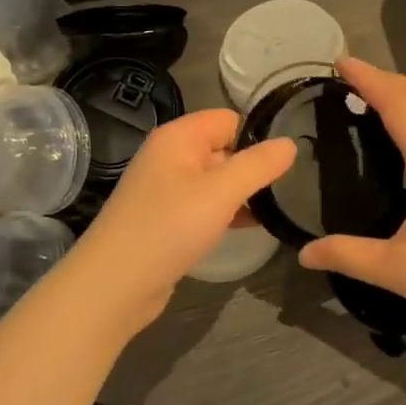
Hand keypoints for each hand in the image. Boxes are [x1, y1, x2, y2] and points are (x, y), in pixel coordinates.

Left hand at [61, 109, 295, 331]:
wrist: (115, 285)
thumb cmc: (168, 228)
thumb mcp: (221, 192)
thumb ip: (258, 165)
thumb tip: (290, 143)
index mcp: (178, 137)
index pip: (228, 119)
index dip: (257, 136)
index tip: (288, 161)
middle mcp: (169, 157)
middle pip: (222, 148)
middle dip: (253, 166)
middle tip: (291, 188)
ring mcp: (165, 190)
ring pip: (215, 181)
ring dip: (242, 193)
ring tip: (278, 209)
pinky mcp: (166, 220)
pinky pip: (204, 206)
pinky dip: (226, 213)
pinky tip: (250, 228)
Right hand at [298, 58, 405, 354]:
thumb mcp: (399, 270)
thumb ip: (348, 255)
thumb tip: (303, 254)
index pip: (399, 103)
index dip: (369, 79)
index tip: (339, 62)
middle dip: (384, 79)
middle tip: (346, 76)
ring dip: (404, 94)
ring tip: (369, 96)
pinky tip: (405, 131)